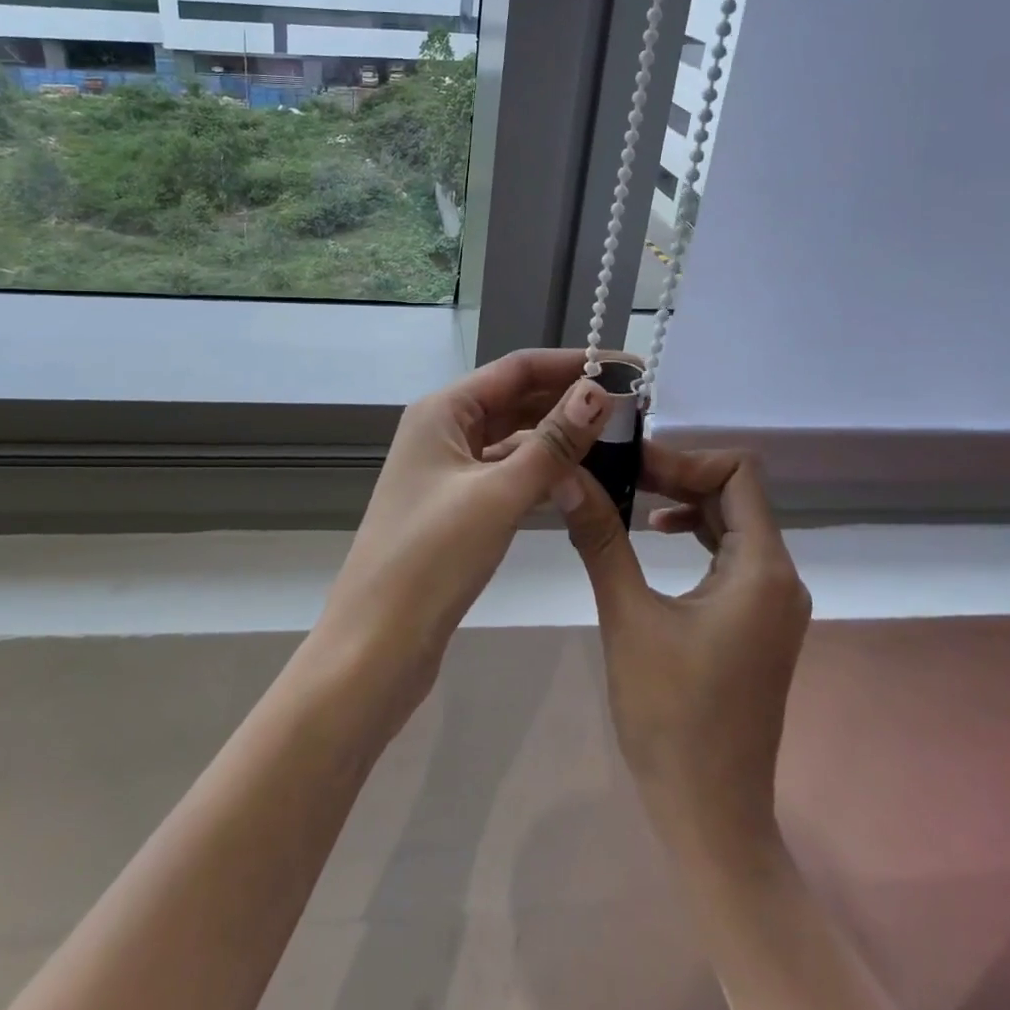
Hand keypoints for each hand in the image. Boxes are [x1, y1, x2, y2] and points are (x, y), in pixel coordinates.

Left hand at [316, 349, 613, 723]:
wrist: (375, 645)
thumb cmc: (431, 558)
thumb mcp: (498, 495)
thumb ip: (552, 443)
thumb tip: (597, 391)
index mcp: (442, 411)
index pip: (517, 368)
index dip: (572, 364)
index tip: (627, 369)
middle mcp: (443, 430)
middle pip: (515, 399)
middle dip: (570, 400)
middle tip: (634, 408)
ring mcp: (448, 470)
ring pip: (513, 439)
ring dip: (559, 437)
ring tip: (618, 440)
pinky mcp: (457, 507)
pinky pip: (507, 473)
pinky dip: (542, 472)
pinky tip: (579, 480)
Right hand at [553, 445, 808, 858]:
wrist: (710, 814)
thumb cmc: (670, 717)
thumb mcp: (628, 617)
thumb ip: (601, 539)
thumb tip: (568, 475)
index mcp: (762, 569)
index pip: (737, 473)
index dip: (684, 458)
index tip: (629, 464)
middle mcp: (779, 576)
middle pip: (734, 494)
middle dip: (676, 475)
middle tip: (616, 473)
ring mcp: (773, 602)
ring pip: (733, 522)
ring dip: (683, 502)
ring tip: (628, 498)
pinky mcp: (758, 621)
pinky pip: (730, 555)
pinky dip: (694, 534)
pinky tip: (654, 538)